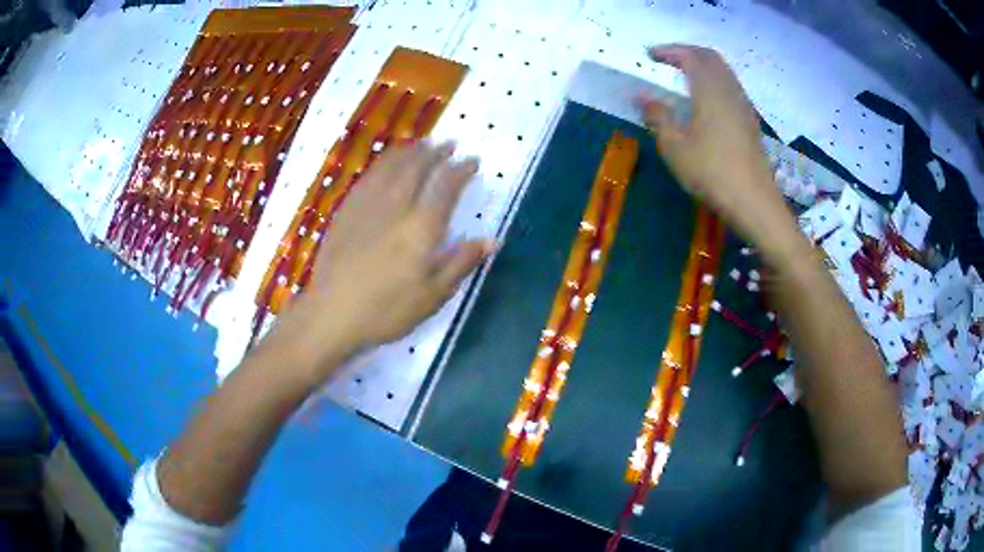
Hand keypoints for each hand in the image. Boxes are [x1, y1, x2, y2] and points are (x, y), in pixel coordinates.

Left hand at [268, 142, 494, 382]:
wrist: (332, 313)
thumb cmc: (386, 310)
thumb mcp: (433, 295)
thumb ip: (461, 263)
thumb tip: (492, 239)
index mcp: (421, 227)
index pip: (446, 187)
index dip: (461, 170)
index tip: (473, 161)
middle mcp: (396, 206)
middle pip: (417, 167)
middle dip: (436, 152)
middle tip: (448, 144)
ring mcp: (367, 206)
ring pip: (391, 166)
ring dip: (409, 151)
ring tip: (421, 143)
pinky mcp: (346, 211)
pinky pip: (368, 177)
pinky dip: (382, 163)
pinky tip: (385, 164)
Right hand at [638, 44, 783, 242]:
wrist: (754, 202)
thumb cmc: (712, 173)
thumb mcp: (675, 147)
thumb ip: (658, 116)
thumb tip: (642, 96)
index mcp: (710, 91)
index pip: (690, 56)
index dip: (669, 51)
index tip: (650, 55)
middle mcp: (729, 91)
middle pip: (711, 58)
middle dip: (687, 52)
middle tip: (667, 60)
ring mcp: (743, 105)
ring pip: (724, 71)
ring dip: (703, 66)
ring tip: (684, 76)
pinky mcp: (750, 121)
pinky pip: (731, 87)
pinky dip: (715, 81)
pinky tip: (706, 99)